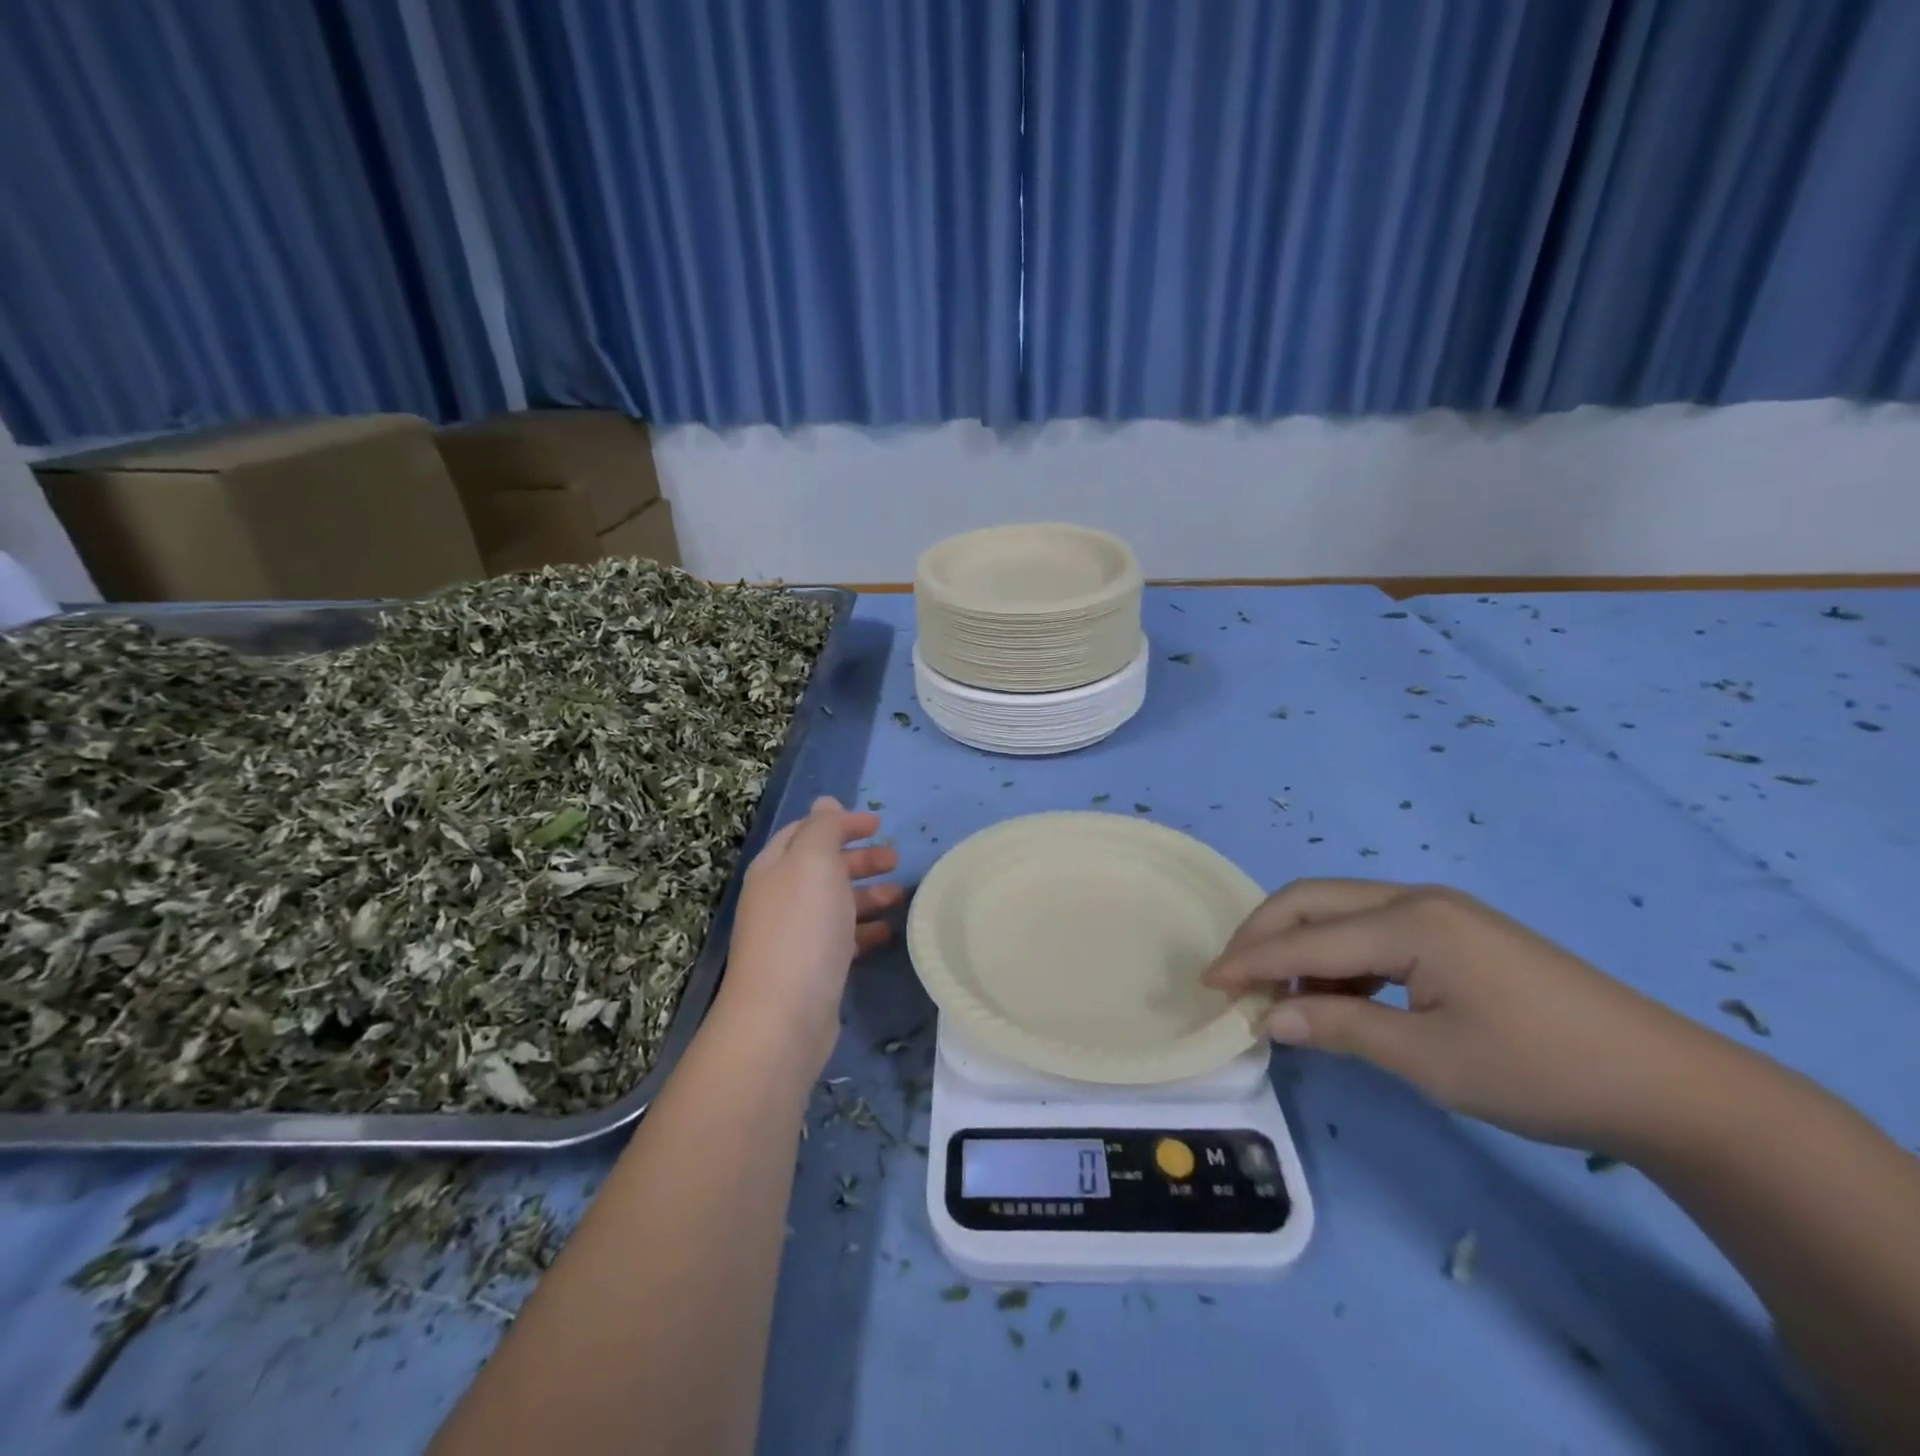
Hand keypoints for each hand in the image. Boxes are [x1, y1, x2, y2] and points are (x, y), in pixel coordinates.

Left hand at [718, 797, 900, 1068]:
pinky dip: (865, 929)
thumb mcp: (814, 862)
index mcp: (775, 867)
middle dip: (859, 859)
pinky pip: (842, 938)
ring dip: (868, 894)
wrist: (783, 1015)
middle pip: (823, 867)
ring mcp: (795, 935)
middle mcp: (780, 897)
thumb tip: (825, 801)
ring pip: (836, 903)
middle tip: (896, 859)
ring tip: (900, 896)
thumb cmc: (802, 927)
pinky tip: (888, 932)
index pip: (807, 832)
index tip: (878, 825)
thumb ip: (823, 828)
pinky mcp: (812, 968)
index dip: (841, 823)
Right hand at [1202, 879, 1727, 1151]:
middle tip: (1232, 975)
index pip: (1305, 937)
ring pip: (1340, 910)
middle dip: (1264, 933)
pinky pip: (1373, 928)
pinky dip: (1339, 955)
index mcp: (1410, 921)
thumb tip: (1268, 1016)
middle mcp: (1416, 898)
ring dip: (1300, 944)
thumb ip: (1340, 1027)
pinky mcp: (1456, 931)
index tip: (1207, 983)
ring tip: (1284, 995)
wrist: (1669, 1084)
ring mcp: (1440, 910)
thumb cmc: (1541, 1070)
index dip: (1250, 960)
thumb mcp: (1430, 1059)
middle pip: (1313, 900)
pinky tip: (1341, 994)